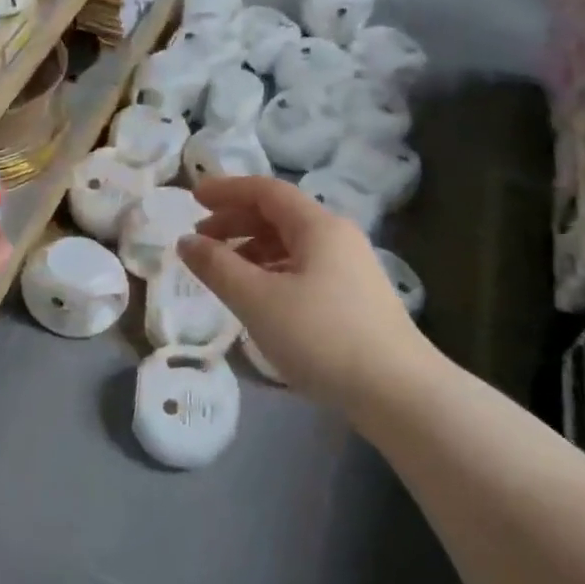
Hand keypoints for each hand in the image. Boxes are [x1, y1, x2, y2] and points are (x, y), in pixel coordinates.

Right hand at [177, 176, 431, 404]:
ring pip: (292, 245)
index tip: (193, 198)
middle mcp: (338, 238)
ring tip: (222, 271)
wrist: (398, 392)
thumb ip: (217, 267)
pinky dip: (272, 272)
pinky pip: (303, 269)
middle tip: (200, 239)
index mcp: (318, 226)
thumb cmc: (321, 337)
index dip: (227, 190)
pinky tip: (258, 297)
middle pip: (279, 215)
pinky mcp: (354, 299)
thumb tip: (186, 241)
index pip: (266, 191)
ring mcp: (350, 269)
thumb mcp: (257, 300)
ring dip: (252, 249)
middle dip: (235, 221)